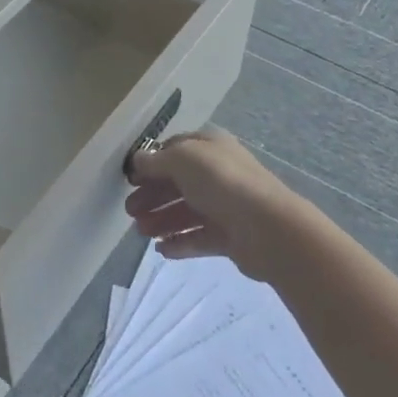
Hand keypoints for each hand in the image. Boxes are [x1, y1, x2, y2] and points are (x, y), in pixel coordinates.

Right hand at [124, 129, 303, 281]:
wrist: (267, 228)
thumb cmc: (222, 182)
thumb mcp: (183, 159)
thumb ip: (157, 160)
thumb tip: (138, 160)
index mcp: (209, 147)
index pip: (174, 150)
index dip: (151, 164)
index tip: (130, 180)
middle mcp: (218, 173)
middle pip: (178, 183)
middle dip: (152, 196)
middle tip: (130, 212)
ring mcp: (226, 205)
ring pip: (186, 211)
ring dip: (162, 220)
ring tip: (142, 233)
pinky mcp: (230, 236)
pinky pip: (199, 237)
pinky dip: (179, 242)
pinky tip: (161, 250)